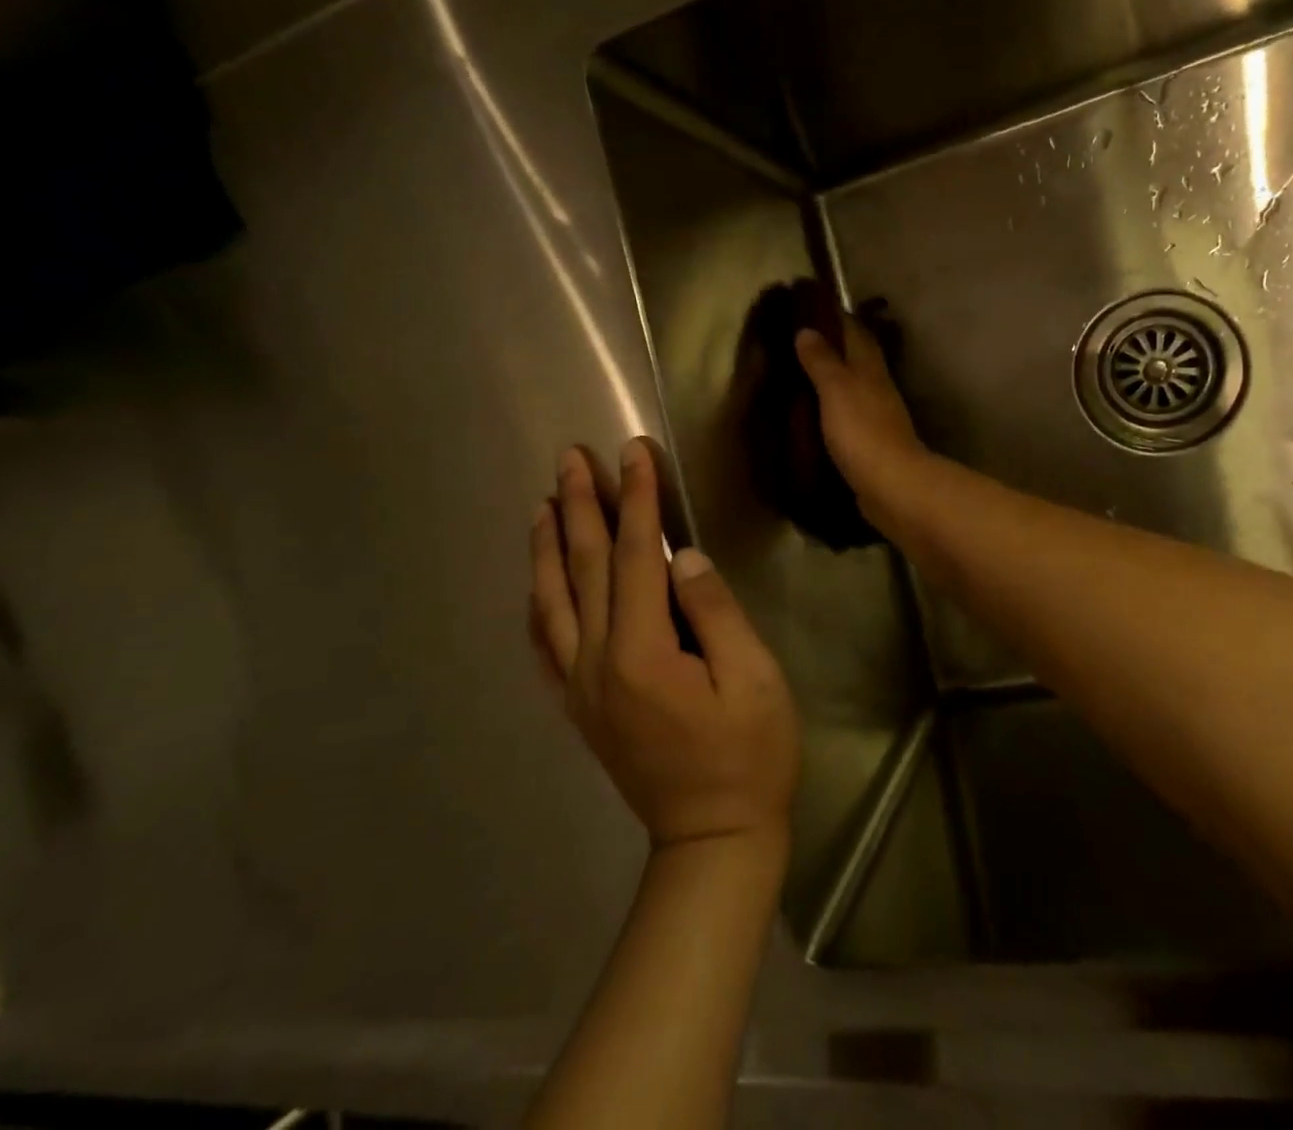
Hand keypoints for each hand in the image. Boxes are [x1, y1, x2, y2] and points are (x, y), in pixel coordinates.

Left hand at [531, 439, 800, 849]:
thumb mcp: (754, 680)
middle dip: (581, 506)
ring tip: (546, 502)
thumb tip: (683, 556)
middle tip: (571, 458)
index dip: (637, 498)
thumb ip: (716, 613)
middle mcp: (598, 663)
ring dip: (549, 546)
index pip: (636, 556)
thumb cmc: (749, 757)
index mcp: (644, 652)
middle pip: (584, 567)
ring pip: (553, 601)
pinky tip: (538, 580)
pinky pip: (546, 645)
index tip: (634, 452)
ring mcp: (580, 687)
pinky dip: (538, 603)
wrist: (712, 840)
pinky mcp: (579, 706)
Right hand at [794, 316, 928, 506]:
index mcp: (870, 368)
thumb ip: (822, 360)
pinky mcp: (870, 445)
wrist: (891, 487)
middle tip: (799, 342)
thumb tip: (808, 330)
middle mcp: (877, 388)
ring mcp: (877, 418)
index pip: (856, 332)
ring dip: (833, 380)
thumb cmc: (862, 431)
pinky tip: (815, 415)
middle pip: (857, 359)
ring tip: (801, 376)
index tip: (812, 307)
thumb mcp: (836, 389)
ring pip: (853, 389)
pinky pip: (848, 418)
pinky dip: (833, 411)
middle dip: (834, 347)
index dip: (837, 317)